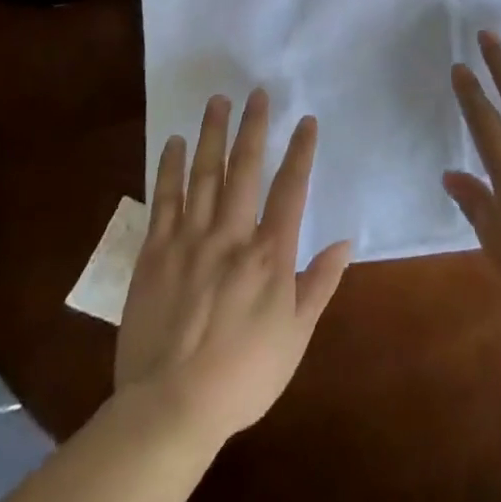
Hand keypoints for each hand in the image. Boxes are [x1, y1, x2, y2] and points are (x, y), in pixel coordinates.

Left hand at [114, 90, 351, 445]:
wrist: (171, 408)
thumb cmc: (243, 375)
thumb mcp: (296, 336)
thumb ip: (320, 284)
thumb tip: (345, 241)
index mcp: (270, 254)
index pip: (290, 189)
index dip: (300, 151)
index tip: (306, 121)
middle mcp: (231, 235)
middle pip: (244, 169)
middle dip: (253, 127)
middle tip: (257, 93)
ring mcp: (189, 240)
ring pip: (203, 174)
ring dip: (212, 134)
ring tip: (217, 101)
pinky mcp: (155, 253)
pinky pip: (164, 200)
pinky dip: (170, 168)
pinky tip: (175, 143)